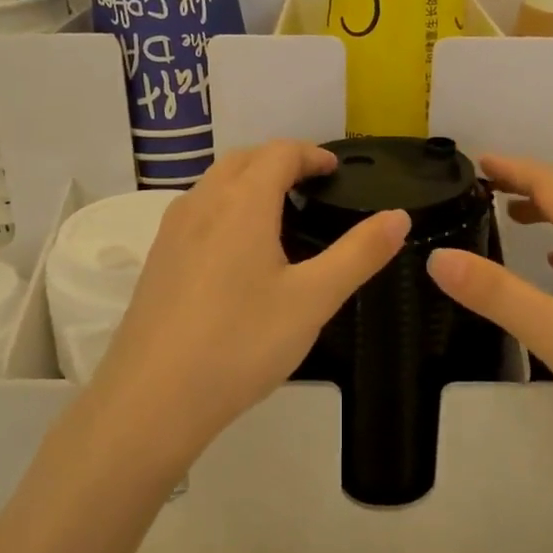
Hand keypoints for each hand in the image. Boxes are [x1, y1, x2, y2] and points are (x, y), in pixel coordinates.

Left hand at [83, 141, 408, 469]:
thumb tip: (399, 216)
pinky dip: (225, 209)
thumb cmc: (241, 344)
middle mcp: (201, 204)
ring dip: (248, 183)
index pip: (278, 153)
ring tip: (279, 216)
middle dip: (279, 162)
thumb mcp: (313, 300)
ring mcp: (171, 233)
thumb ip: (359, 254)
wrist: (152, 399)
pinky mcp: (157, 261)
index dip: (311, 154)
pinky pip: (196, 214)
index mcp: (241, 203)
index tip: (335, 171)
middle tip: (311, 187)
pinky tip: (237, 255)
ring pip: (214, 186)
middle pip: (242, 160)